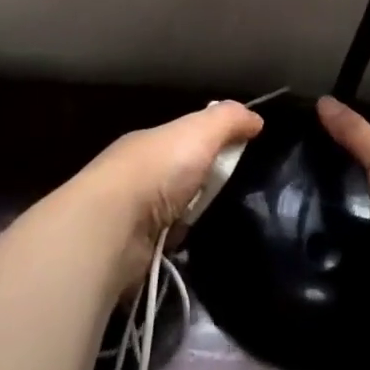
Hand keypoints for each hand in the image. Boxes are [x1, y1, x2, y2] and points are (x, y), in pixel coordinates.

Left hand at [77, 101, 262, 294]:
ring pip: (177, 213)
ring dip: (196, 219)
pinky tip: (203, 249)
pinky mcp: (136, 250)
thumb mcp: (199, 131)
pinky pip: (170, 245)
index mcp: (151, 143)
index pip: (186, 139)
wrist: (113, 227)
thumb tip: (256, 119)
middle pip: (183, 177)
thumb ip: (228, 119)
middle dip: (207, 186)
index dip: (214, 144)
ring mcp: (134, 215)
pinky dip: (184, 247)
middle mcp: (139, 175)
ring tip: (231, 225)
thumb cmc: (158, 170)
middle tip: (243, 196)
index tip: (243, 157)